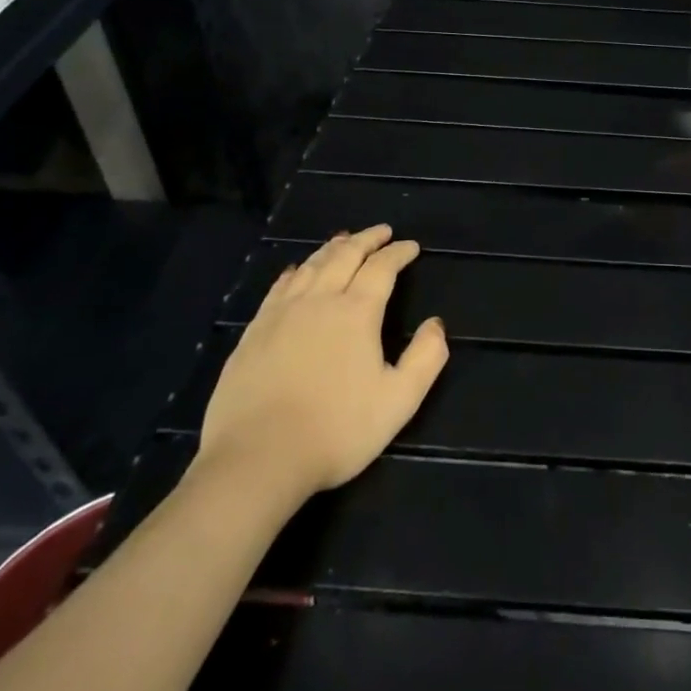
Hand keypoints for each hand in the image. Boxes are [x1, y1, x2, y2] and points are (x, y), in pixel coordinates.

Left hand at [197, 225, 447, 495]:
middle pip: (345, 255)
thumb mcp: (399, 400)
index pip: (382, 268)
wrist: (257, 459)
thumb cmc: (336, 430)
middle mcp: (319, 300)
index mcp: (356, 312)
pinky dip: (297, 270)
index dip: (399, 253)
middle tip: (382, 231)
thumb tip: (436, 324)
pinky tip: (298, 270)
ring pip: (311, 265)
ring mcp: (281, 313)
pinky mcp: (254, 332)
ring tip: (345, 240)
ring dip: (333, 248)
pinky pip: (280, 287)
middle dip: (367, 239)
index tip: (411, 246)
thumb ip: (426, 358)